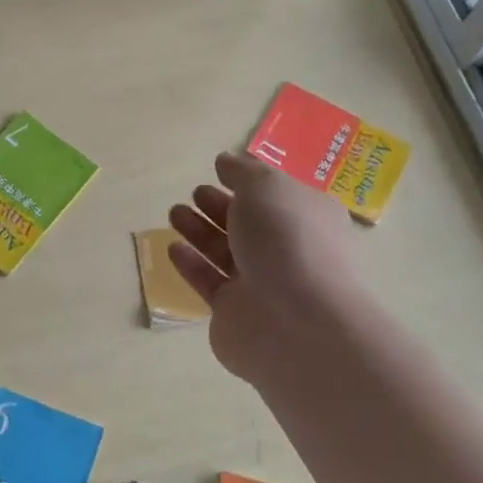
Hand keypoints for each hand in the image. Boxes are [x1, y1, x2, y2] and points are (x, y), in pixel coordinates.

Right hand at [168, 152, 358, 381]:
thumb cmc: (287, 239)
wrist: (295, 321)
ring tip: (175, 213)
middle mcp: (290, 250)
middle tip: (195, 193)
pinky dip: (192, 264)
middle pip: (249, 224)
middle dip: (220, 206)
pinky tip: (173, 247)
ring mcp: (263, 285)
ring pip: (226, 252)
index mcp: (308, 218)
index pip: (278, 196)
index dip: (250, 182)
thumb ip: (242, 171)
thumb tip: (225, 161)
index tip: (219, 170)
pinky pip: (210, 282)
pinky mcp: (235, 313)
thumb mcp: (266, 186)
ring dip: (200, 231)